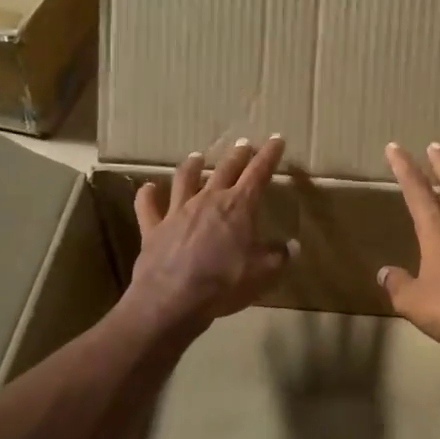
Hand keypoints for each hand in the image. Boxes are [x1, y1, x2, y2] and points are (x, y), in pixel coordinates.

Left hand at [122, 137, 292, 337]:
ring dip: (193, 166)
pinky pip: (147, 206)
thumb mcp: (261, 273)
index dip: (269, 155)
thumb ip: (278, 256)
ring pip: (185, 179)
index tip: (276, 139)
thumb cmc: (224, 284)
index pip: (258, 174)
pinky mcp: (153, 228)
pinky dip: (147, 195)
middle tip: (243, 144)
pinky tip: (147, 188)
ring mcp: (177, 212)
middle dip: (237, 155)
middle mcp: (208, 200)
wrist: (173, 299)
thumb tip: (292, 246)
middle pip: (225, 170)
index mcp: (238, 207)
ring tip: (197, 156)